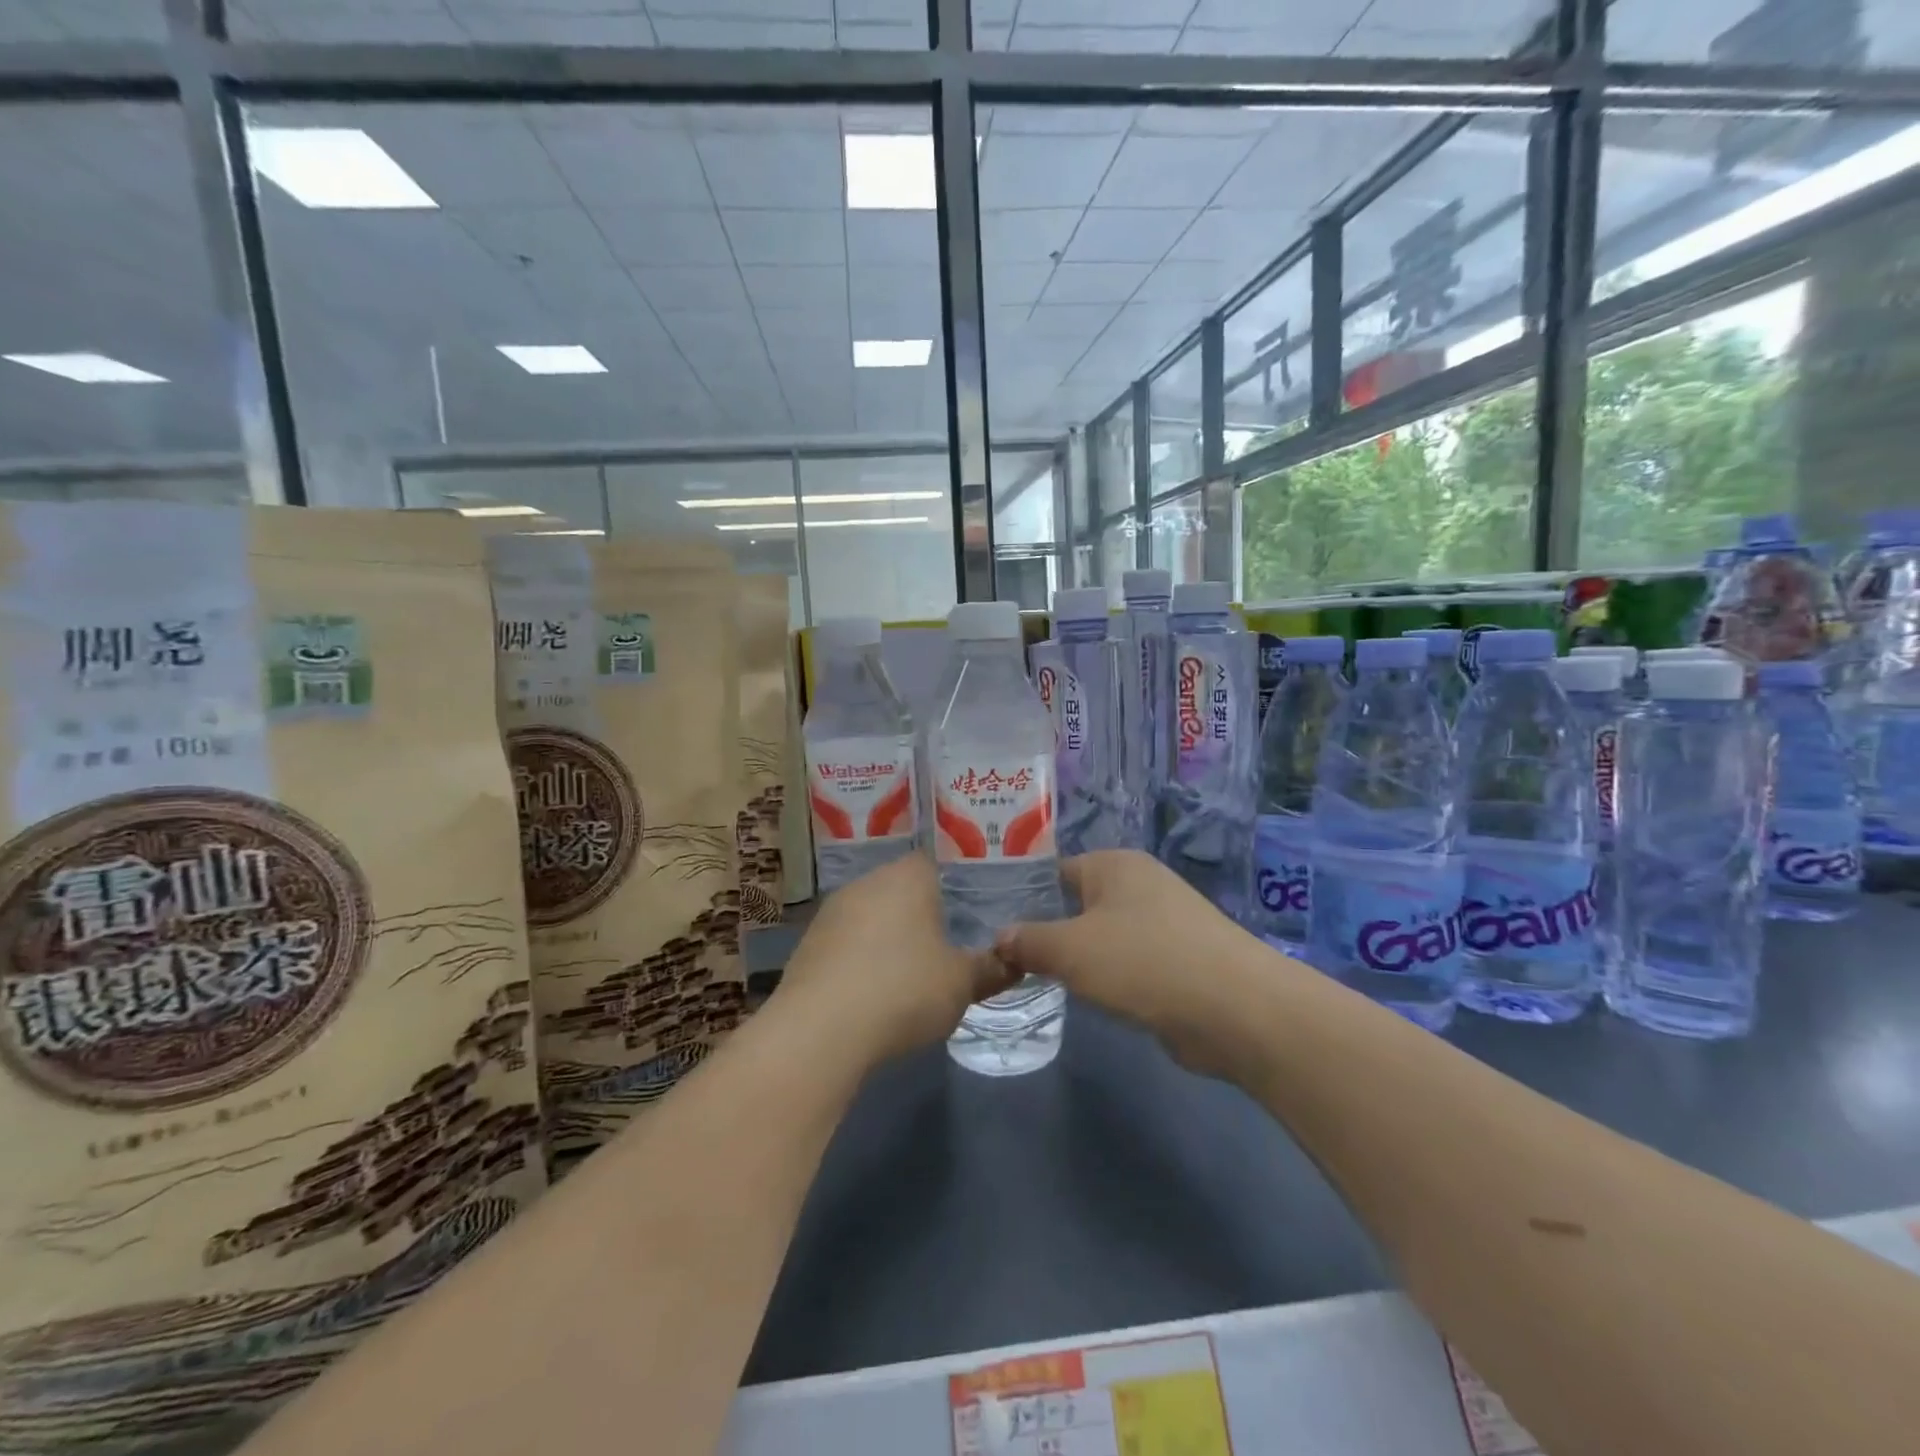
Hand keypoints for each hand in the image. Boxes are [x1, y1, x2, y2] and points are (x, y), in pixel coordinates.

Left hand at [777, 853, 1013, 1066]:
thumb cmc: (903, 990)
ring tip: (913, 970)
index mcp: (908, 876)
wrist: (819, 1031)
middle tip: (951, 941)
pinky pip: (848, 943)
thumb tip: (1016, 959)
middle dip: (925, 913)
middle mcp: (868, 882)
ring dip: (891, 937)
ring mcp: (832, 911)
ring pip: (873, 915)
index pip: (939, 862)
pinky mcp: (809, 944)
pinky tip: (875, 990)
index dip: (959, 884)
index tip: (976, 909)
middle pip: (904, 888)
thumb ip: (991, 967)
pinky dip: (863, 959)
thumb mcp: (962, 983)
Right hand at [992, 851, 1274, 1081]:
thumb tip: (1000, 939)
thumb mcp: (1070, 950)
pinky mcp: (1179, 958)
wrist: (1235, 1009)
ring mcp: (1164, 921)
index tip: (990, 925)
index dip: (1022, 897)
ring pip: (1103, 935)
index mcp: (1113, 864)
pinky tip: (1090, 997)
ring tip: (1040, 980)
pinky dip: (1110, 977)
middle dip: (1048, 931)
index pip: (1053, 871)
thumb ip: (1029, 942)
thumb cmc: (1143, 962)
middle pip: (1078, 903)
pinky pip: (1129, 961)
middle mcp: (1139, 883)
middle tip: (1008, 959)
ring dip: (1079, 958)